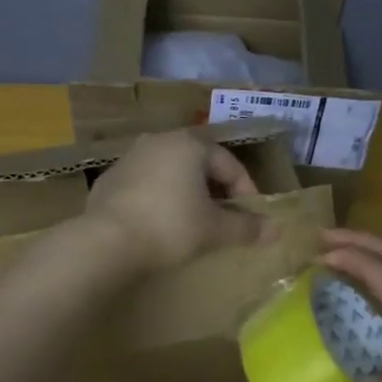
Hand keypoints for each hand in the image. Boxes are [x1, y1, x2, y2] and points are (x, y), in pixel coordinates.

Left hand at [85, 130, 269, 271]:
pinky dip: (159, 199)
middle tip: (224, 218)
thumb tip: (276, 230)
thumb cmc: (170, 226)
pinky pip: (145, 185)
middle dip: (215, 190)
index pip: (230, 164)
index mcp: (190, 144)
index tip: (251, 218)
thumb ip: (246, 227)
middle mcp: (159, 141)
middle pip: (199, 163)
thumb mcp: (214, 229)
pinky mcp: (109, 179)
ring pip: (170, 172)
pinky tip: (159, 224)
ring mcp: (130, 157)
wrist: (106, 241)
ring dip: (186, 193)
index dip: (246, 192)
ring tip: (193, 222)